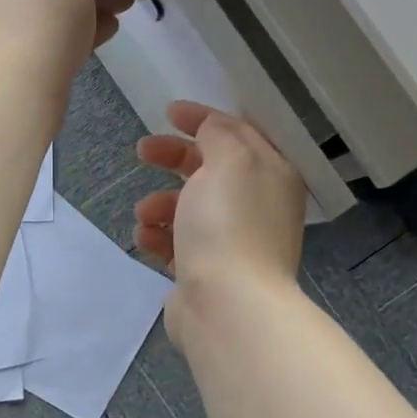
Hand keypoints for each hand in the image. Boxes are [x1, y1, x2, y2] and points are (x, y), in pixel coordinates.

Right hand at [134, 101, 305, 350]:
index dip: (205, 118)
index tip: (169, 112)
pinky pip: (180, 243)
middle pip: (211, 169)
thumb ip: (219, 133)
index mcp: (272, 174)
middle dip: (175, 158)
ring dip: (161, 203)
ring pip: (191, 208)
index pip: (240, 133)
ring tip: (145, 213)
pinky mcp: (209, 271)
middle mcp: (258, 206)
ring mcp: (234, 241)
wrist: (227, 305)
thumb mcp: (228, 160)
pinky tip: (146, 239)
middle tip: (143, 152)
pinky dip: (160, 236)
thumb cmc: (229, 224)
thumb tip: (213, 128)